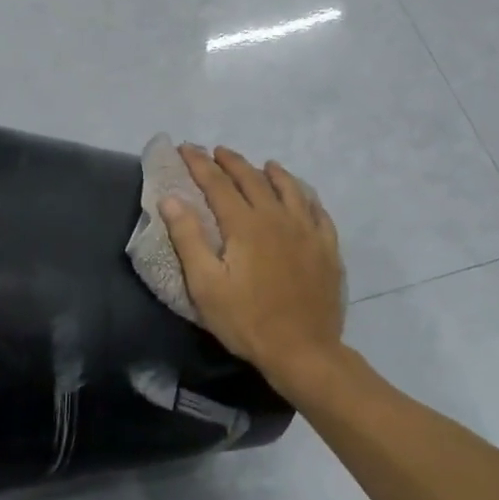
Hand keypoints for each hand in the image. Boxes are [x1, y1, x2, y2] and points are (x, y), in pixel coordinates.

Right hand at [161, 146, 345, 383]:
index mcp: (245, 225)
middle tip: (217, 151)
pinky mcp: (327, 248)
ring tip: (262, 164)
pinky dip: (305, 195)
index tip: (186, 148)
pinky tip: (303, 196)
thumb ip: (188, 238)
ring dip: (272, 172)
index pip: (217, 184)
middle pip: (253, 179)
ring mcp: (307, 231)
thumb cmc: (247, 321)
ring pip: (290, 188)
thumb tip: (171, 199)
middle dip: (232, 162)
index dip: (199, 164)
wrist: (303, 350)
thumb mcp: (205, 285)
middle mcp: (277, 217)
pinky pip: (317, 211)